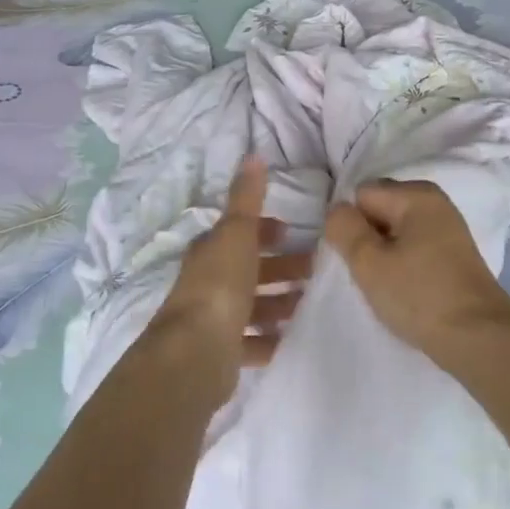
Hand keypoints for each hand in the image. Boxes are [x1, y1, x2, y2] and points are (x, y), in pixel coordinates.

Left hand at [143, 158, 309, 398]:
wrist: (195, 353)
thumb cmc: (220, 285)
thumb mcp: (237, 232)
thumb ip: (247, 197)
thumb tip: (252, 155)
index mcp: (210, 252)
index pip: (238, 233)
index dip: (264, 231)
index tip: (291, 232)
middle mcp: (207, 282)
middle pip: (248, 270)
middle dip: (279, 267)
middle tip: (314, 271)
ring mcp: (212, 320)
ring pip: (250, 306)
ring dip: (277, 303)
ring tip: (308, 305)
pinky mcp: (220, 354)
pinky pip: (249, 343)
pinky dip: (268, 339)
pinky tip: (289, 339)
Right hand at [324, 179, 509, 369]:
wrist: (479, 337)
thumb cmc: (420, 295)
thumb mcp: (369, 262)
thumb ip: (344, 228)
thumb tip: (337, 209)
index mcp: (416, 194)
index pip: (361, 195)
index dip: (350, 225)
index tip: (354, 258)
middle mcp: (434, 201)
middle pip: (380, 208)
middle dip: (367, 236)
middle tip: (368, 272)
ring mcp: (447, 226)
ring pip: (396, 230)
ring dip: (384, 253)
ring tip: (386, 284)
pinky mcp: (453, 252)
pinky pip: (414, 245)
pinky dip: (403, 262)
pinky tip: (405, 288)